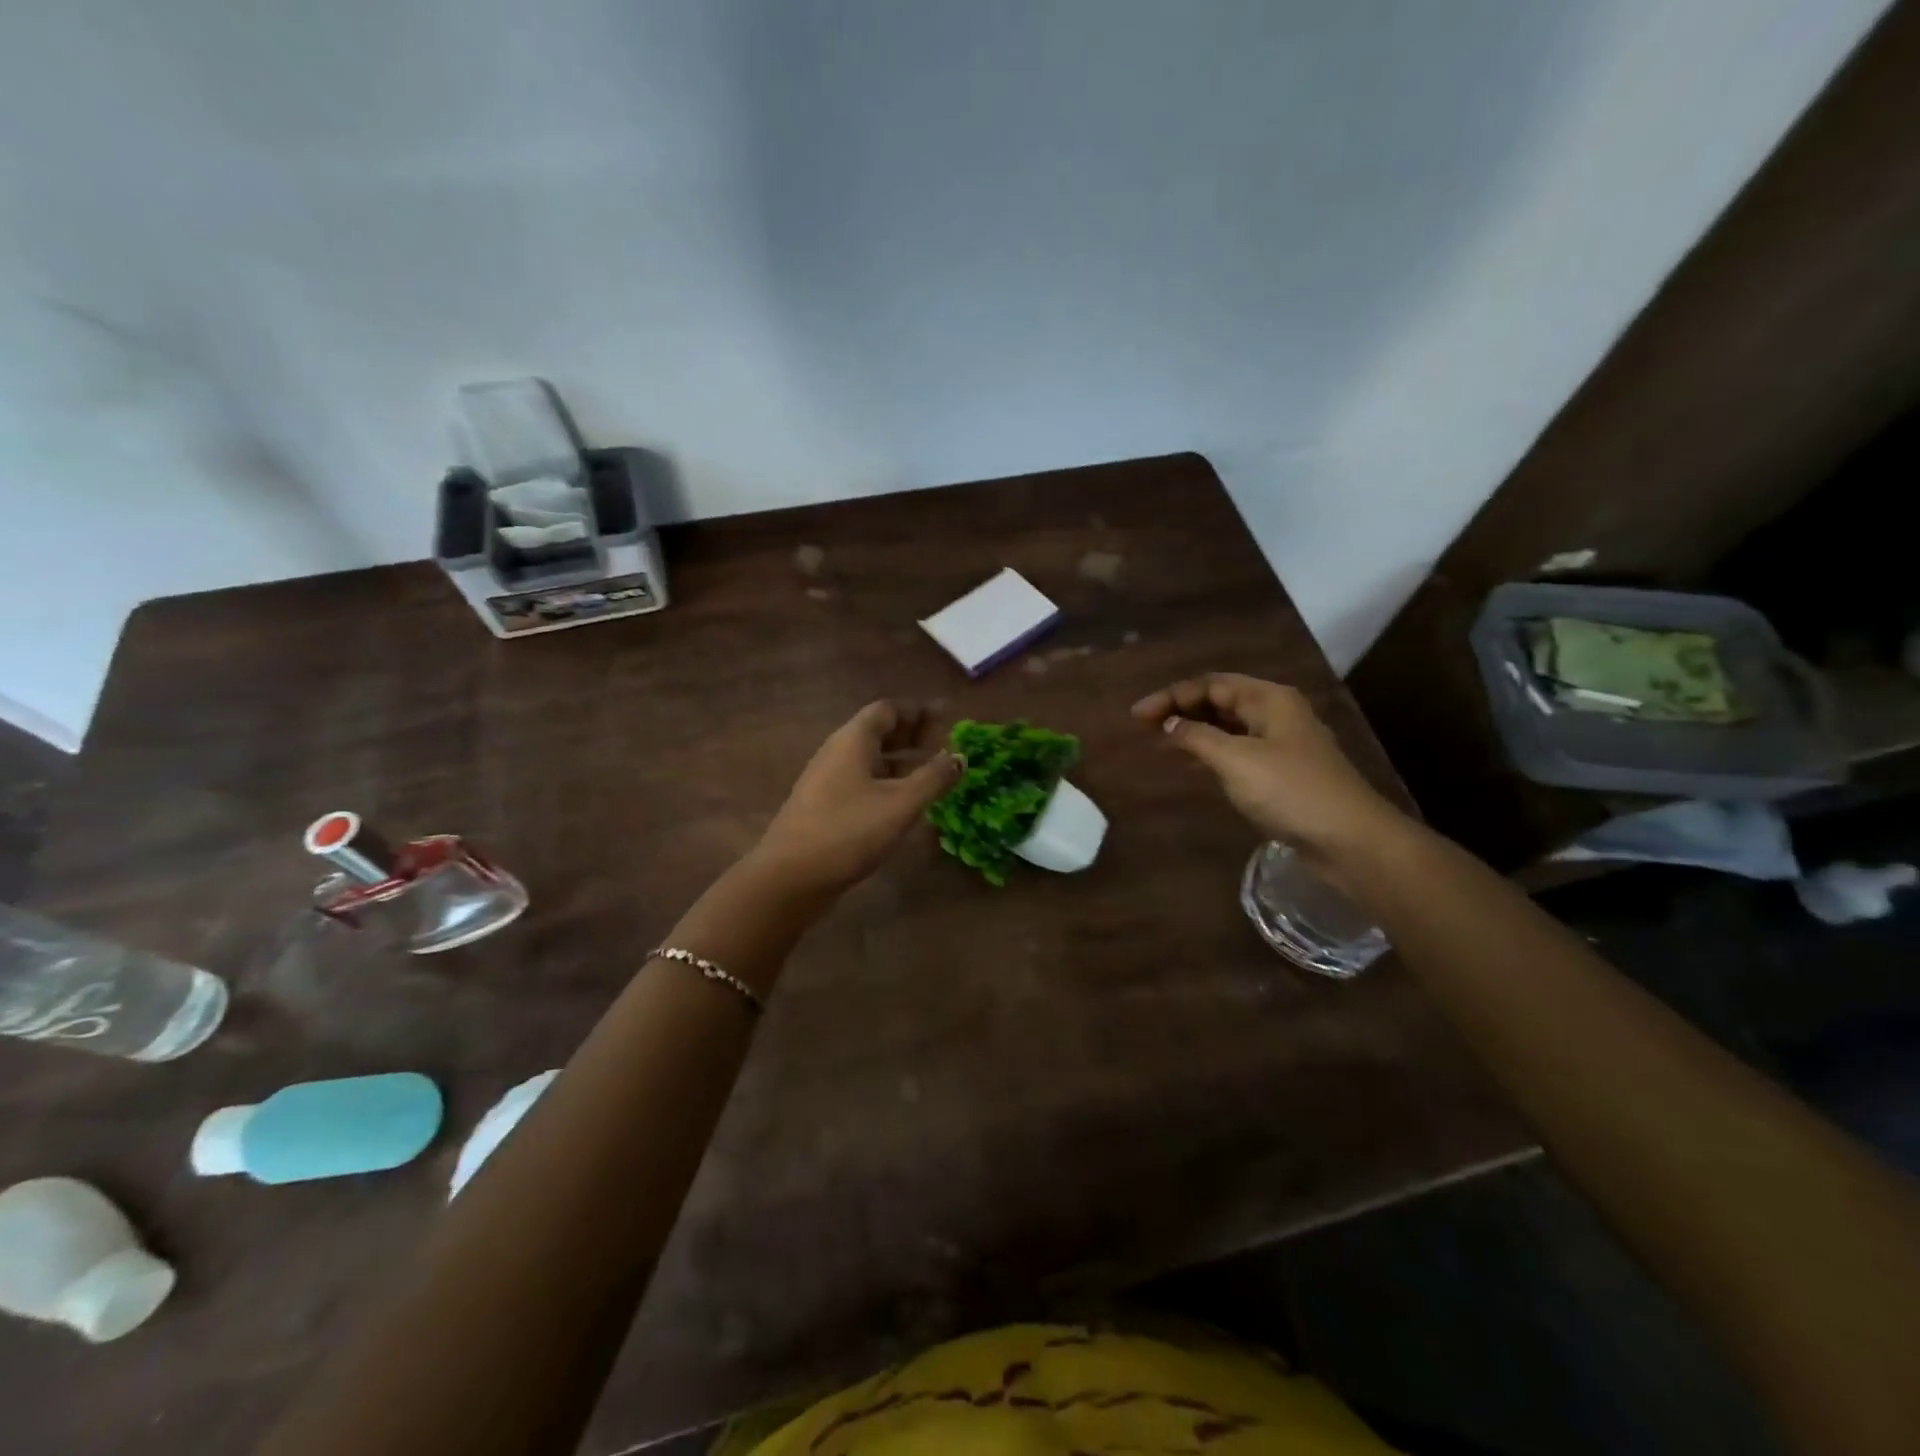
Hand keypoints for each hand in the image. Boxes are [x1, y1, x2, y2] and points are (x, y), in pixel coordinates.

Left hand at [753, 701, 962, 896]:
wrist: (790, 878)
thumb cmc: (848, 831)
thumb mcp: (900, 804)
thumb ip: (933, 778)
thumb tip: (960, 756)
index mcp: (853, 741)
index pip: (888, 710)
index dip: (919, 711)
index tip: (948, 716)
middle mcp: (838, 753)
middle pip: (878, 732)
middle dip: (913, 734)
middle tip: (945, 744)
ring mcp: (828, 781)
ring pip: (871, 759)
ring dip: (902, 760)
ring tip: (933, 773)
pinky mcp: (825, 807)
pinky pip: (863, 782)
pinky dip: (888, 782)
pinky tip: (905, 803)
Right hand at [1131, 673, 1409, 875]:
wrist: (1348, 839)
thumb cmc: (1290, 790)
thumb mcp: (1236, 760)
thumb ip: (1197, 737)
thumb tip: (1169, 723)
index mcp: (1268, 698)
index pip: (1209, 684)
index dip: (1170, 696)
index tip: (1136, 716)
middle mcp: (1275, 712)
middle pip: (1219, 700)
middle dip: (1180, 710)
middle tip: (1144, 727)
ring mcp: (1281, 742)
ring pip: (1228, 726)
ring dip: (1194, 731)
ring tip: (1160, 742)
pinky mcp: (1281, 771)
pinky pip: (1237, 750)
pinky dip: (1210, 752)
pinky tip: (1191, 764)